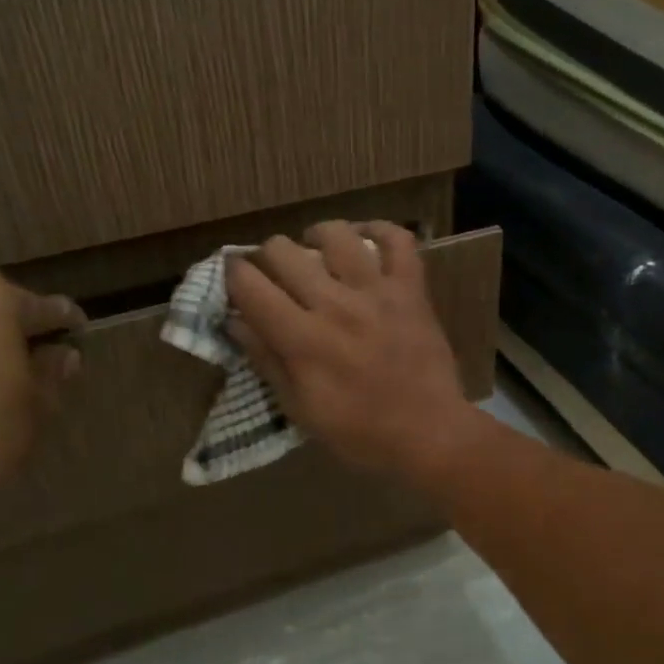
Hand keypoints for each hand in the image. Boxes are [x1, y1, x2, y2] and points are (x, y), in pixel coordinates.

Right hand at [225, 221, 474, 484]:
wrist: (429, 432)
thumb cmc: (360, 431)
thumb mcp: (301, 408)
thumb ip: (266, 360)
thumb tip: (234, 321)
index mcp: (303, 339)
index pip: (251, 286)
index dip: (233, 275)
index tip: (234, 278)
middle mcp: (336, 305)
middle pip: (284, 251)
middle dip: (268, 256)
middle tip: (275, 273)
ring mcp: (377, 291)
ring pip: (336, 235)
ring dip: (316, 237)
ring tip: (315, 250)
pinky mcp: (411, 289)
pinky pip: (397, 240)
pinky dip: (379, 230)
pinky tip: (364, 240)